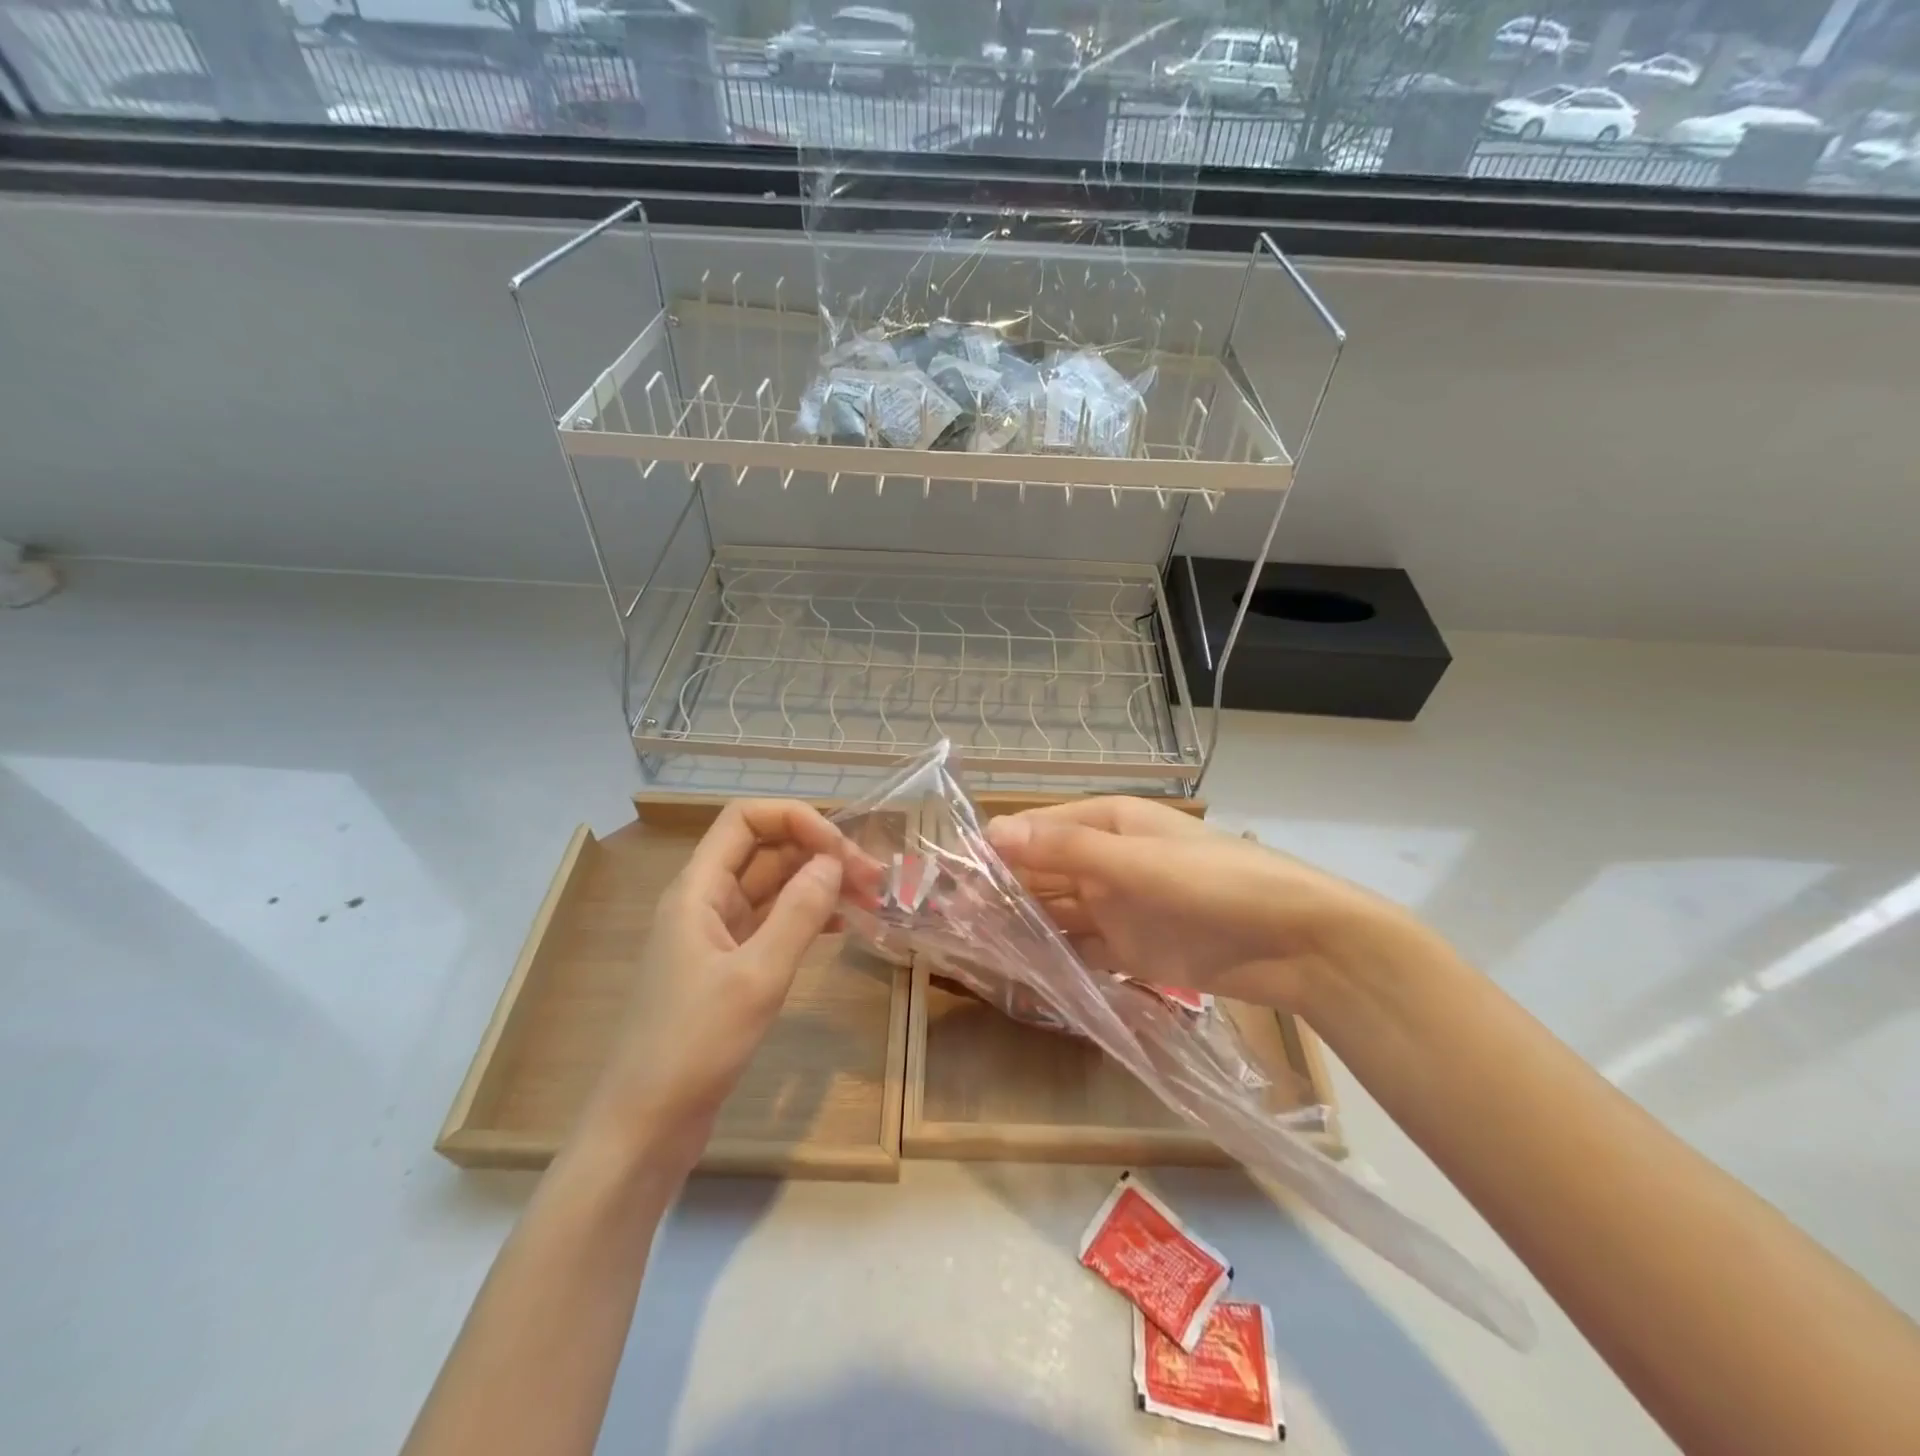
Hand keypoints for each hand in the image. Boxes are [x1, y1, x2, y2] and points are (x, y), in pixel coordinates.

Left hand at [577, 800, 846, 1175]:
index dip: (796, 819)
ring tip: (870, 900)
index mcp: (697, 889)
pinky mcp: (727, 968)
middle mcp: (704, 901)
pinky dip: (808, 918)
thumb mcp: (756, 976)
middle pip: (765, 850)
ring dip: (819, 885)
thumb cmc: (694, 1046)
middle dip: (819, 853)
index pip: (745, 819)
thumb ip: (798, 913)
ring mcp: (715, 936)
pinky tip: (841, 928)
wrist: (645, 1128)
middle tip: (874, 879)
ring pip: (774, 888)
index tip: (842, 851)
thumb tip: (833, 861)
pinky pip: (773, 924)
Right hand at [985, 797, 1436, 1015]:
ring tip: (968, 943)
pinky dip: (1051, 956)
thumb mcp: (1138, 861)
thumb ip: (1067, 850)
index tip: (949, 873)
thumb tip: (993, 832)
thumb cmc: (1217, 883)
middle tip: (947, 915)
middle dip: (1001, 890)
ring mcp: (1118, 907)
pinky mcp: (1130, 949)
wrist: (1298, 944)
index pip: (1039, 830)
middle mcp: (1107, 861)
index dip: (996, 848)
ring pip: (1056, 912)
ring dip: (1020, 924)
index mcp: (1110, 824)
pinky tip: (1016, 969)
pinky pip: (1079, 948)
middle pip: (1043, 872)